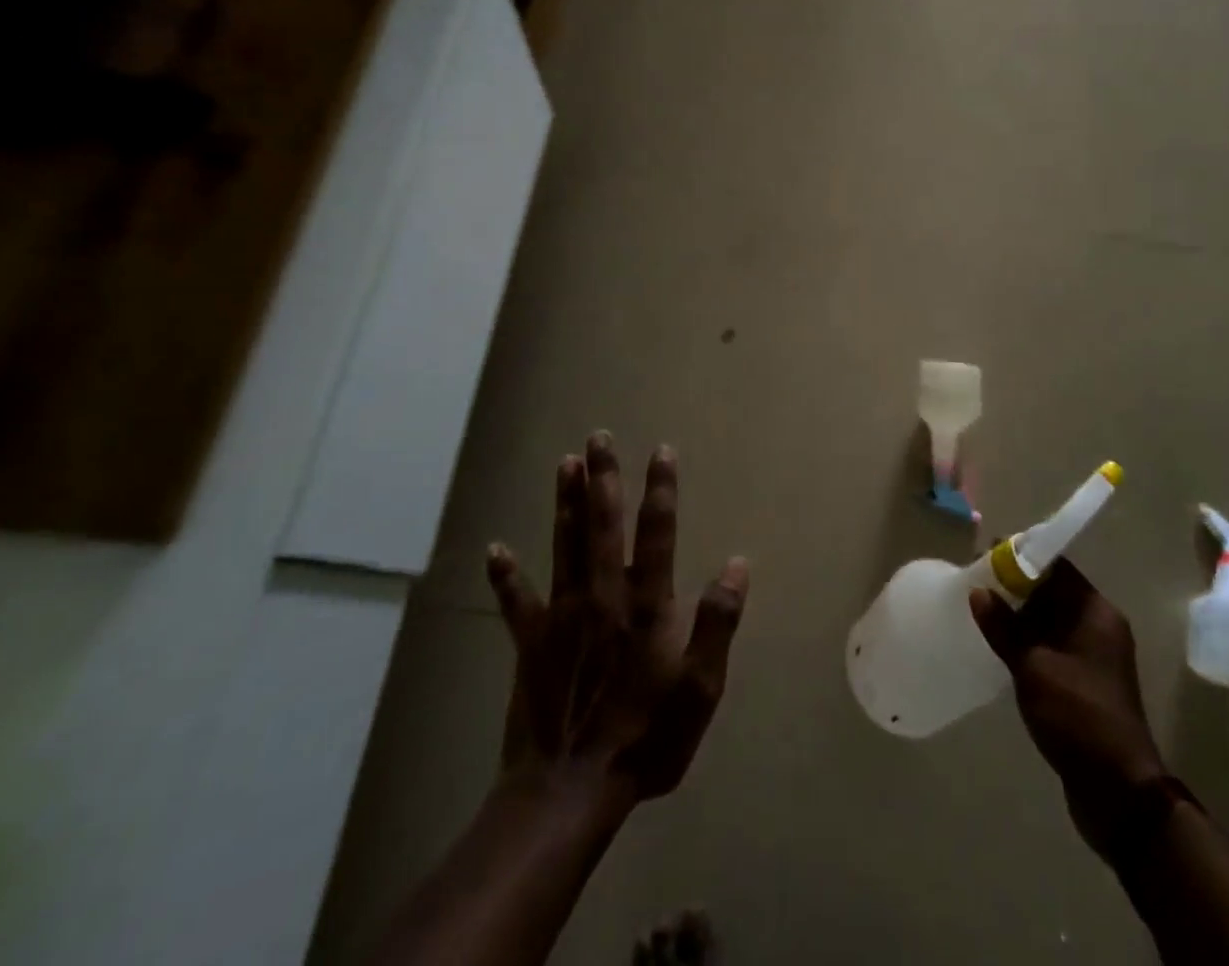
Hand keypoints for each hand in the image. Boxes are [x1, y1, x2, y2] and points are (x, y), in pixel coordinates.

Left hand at [486, 433, 748, 812]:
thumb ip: (718, 623)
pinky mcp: (530, 644)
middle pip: (603, 524)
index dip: (661, 489)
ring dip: (565, 503)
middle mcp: (603, 596)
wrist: (568, 791)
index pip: (657, 532)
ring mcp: (562, 617)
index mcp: (646, 605)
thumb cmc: (645, 738)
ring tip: (564, 463)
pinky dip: (504, 575)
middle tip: (598, 436)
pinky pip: (515, 601)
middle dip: (603, 477)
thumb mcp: (700, 688)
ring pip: (564, 545)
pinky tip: (493, 549)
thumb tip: (735, 564)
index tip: (661, 450)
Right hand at [970, 558, 1167, 859]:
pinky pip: (1053, 647)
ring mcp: (1095, 657)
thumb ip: (1004, 627)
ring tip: (980, 612)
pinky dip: (1029, 643)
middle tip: (975, 584)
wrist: (1119, 792)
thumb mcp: (1033, 667)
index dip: (1021, 557)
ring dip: (1020, 617)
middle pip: (1053, 592)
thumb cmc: (1078, 715)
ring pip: (1051, 621)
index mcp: (1095, 612)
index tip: (985, 554)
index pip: (1056, 566)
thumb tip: (978, 592)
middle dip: (1015, 587)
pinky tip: (1000, 648)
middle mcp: (1099, 626)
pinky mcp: (1086, 684)